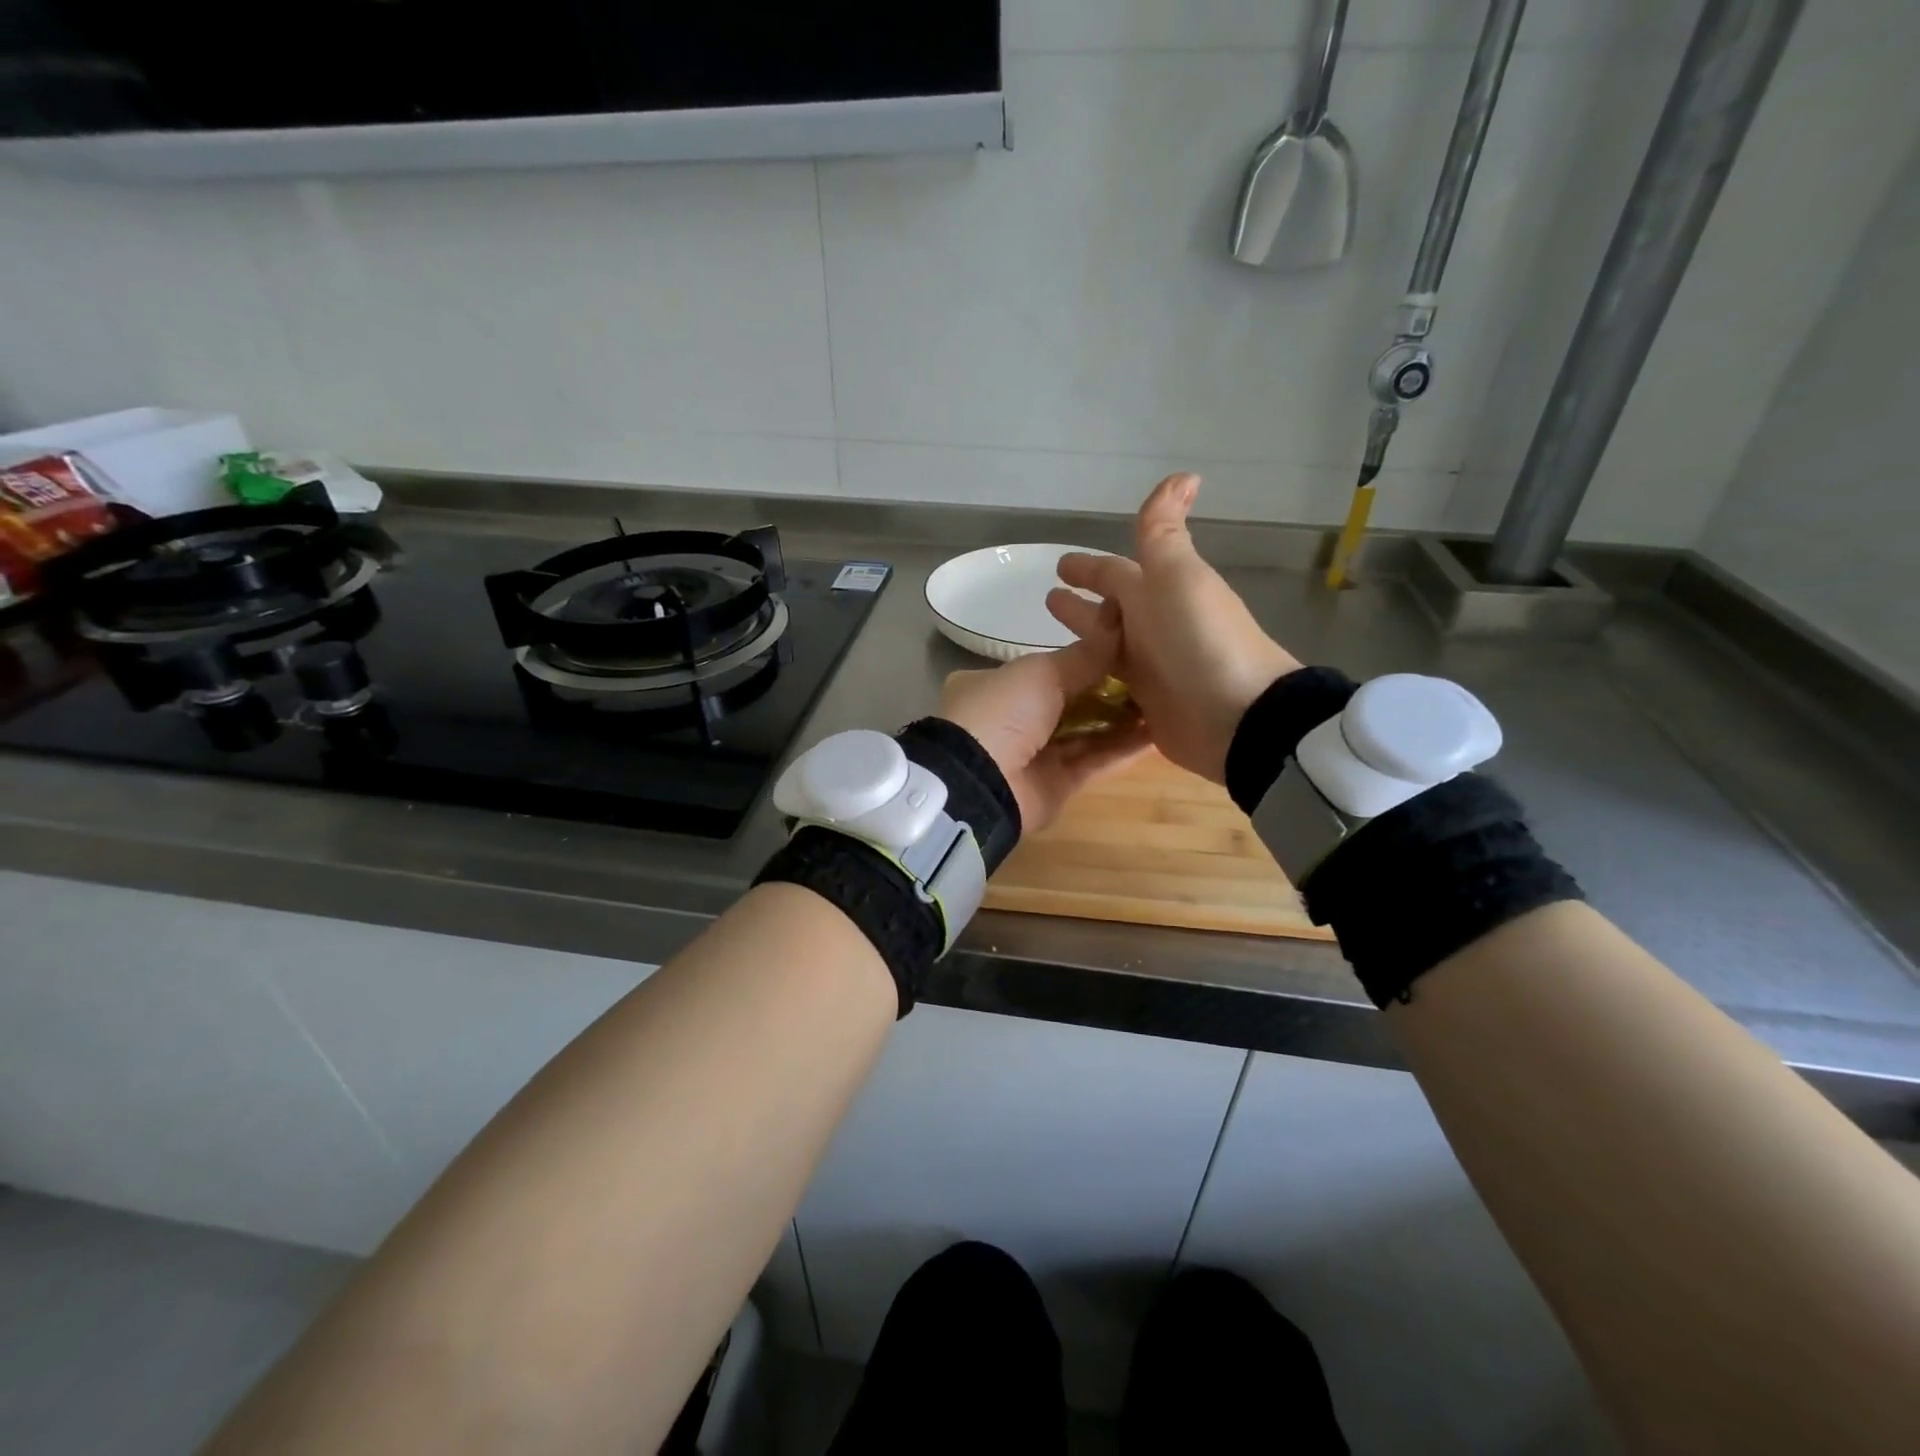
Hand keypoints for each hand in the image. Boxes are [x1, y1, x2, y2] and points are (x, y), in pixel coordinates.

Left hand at [938, 635, 1151, 833]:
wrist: (981, 782)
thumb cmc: (1004, 711)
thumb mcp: (1043, 671)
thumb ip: (1086, 653)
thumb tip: (1120, 619)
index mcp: (996, 685)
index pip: (1046, 668)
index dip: (1085, 659)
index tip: (1126, 648)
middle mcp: (1013, 719)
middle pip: (1070, 701)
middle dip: (1110, 690)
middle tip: (1155, 675)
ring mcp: (1034, 755)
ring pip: (1086, 733)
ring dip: (1122, 719)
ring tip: (1165, 701)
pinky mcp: (1056, 785)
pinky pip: (1095, 762)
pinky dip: (1124, 749)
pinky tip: (1158, 734)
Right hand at [1046, 473, 1299, 783]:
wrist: (1236, 717)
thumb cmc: (1199, 641)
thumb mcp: (1176, 577)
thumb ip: (1162, 533)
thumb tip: (1184, 474)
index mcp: (1156, 593)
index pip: (1113, 574)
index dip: (1087, 569)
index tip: (1059, 568)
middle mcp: (1152, 629)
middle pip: (1109, 612)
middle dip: (1081, 606)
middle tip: (1049, 600)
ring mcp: (1151, 670)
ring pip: (1107, 650)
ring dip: (1085, 643)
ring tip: (1052, 644)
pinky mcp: (1148, 707)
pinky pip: (1114, 687)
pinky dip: (1096, 682)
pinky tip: (1072, 687)